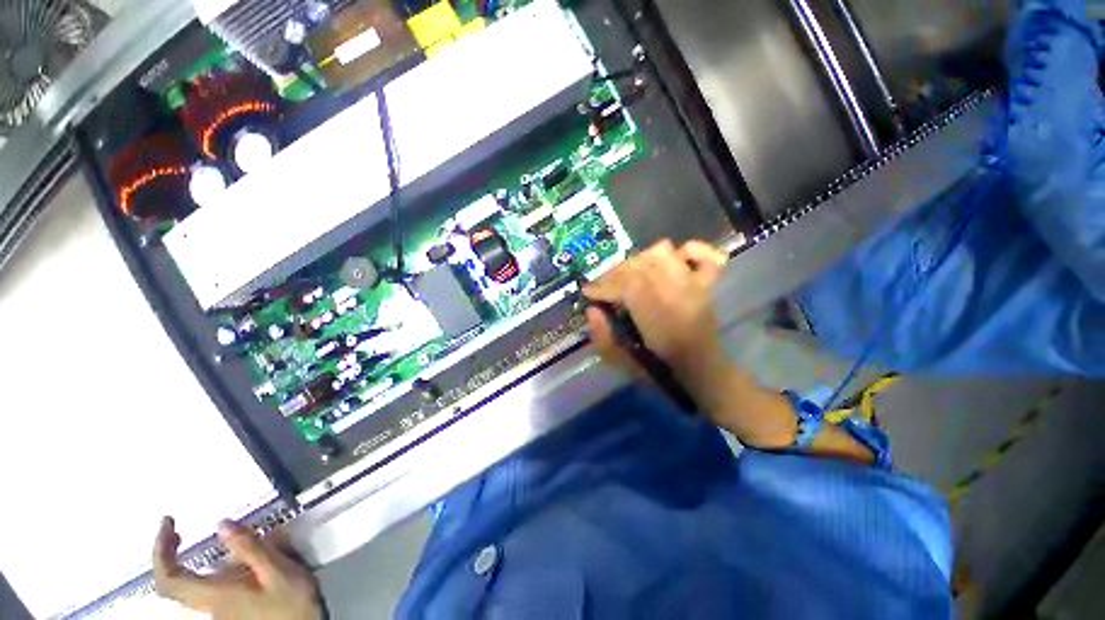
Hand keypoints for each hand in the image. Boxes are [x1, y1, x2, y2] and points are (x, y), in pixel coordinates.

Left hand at [153, 517, 322, 619]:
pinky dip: (217, 571)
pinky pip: (216, 589)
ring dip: (196, 562)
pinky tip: (243, 563)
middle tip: (177, 530)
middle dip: (171, 555)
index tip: (168, 522)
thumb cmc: (290, 605)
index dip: (161, 551)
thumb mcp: (278, 572)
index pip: (170, 579)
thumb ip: (251, 549)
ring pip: (198, 586)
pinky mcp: (234, 613)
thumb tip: (221, 524)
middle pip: (176, 584)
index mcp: (216, 595)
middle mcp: (210, 605)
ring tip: (215, 544)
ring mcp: (221, 612)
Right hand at [584, 240, 729, 380]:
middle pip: (640, 265)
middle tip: (604, 288)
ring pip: (662, 253)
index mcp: (661, 319)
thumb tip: (592, 311)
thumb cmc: (663, 371)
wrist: (704, 372)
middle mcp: (680, 294)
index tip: (589, 293)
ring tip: (630, 276)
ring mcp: (697, 286)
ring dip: (639, 261)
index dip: (604, 286)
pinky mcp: (708, 283)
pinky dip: (685, 251)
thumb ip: (603, 338)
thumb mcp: (624, 364)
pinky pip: (701, 253)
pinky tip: (671, 261)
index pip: (628, 285)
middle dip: (614, 274)